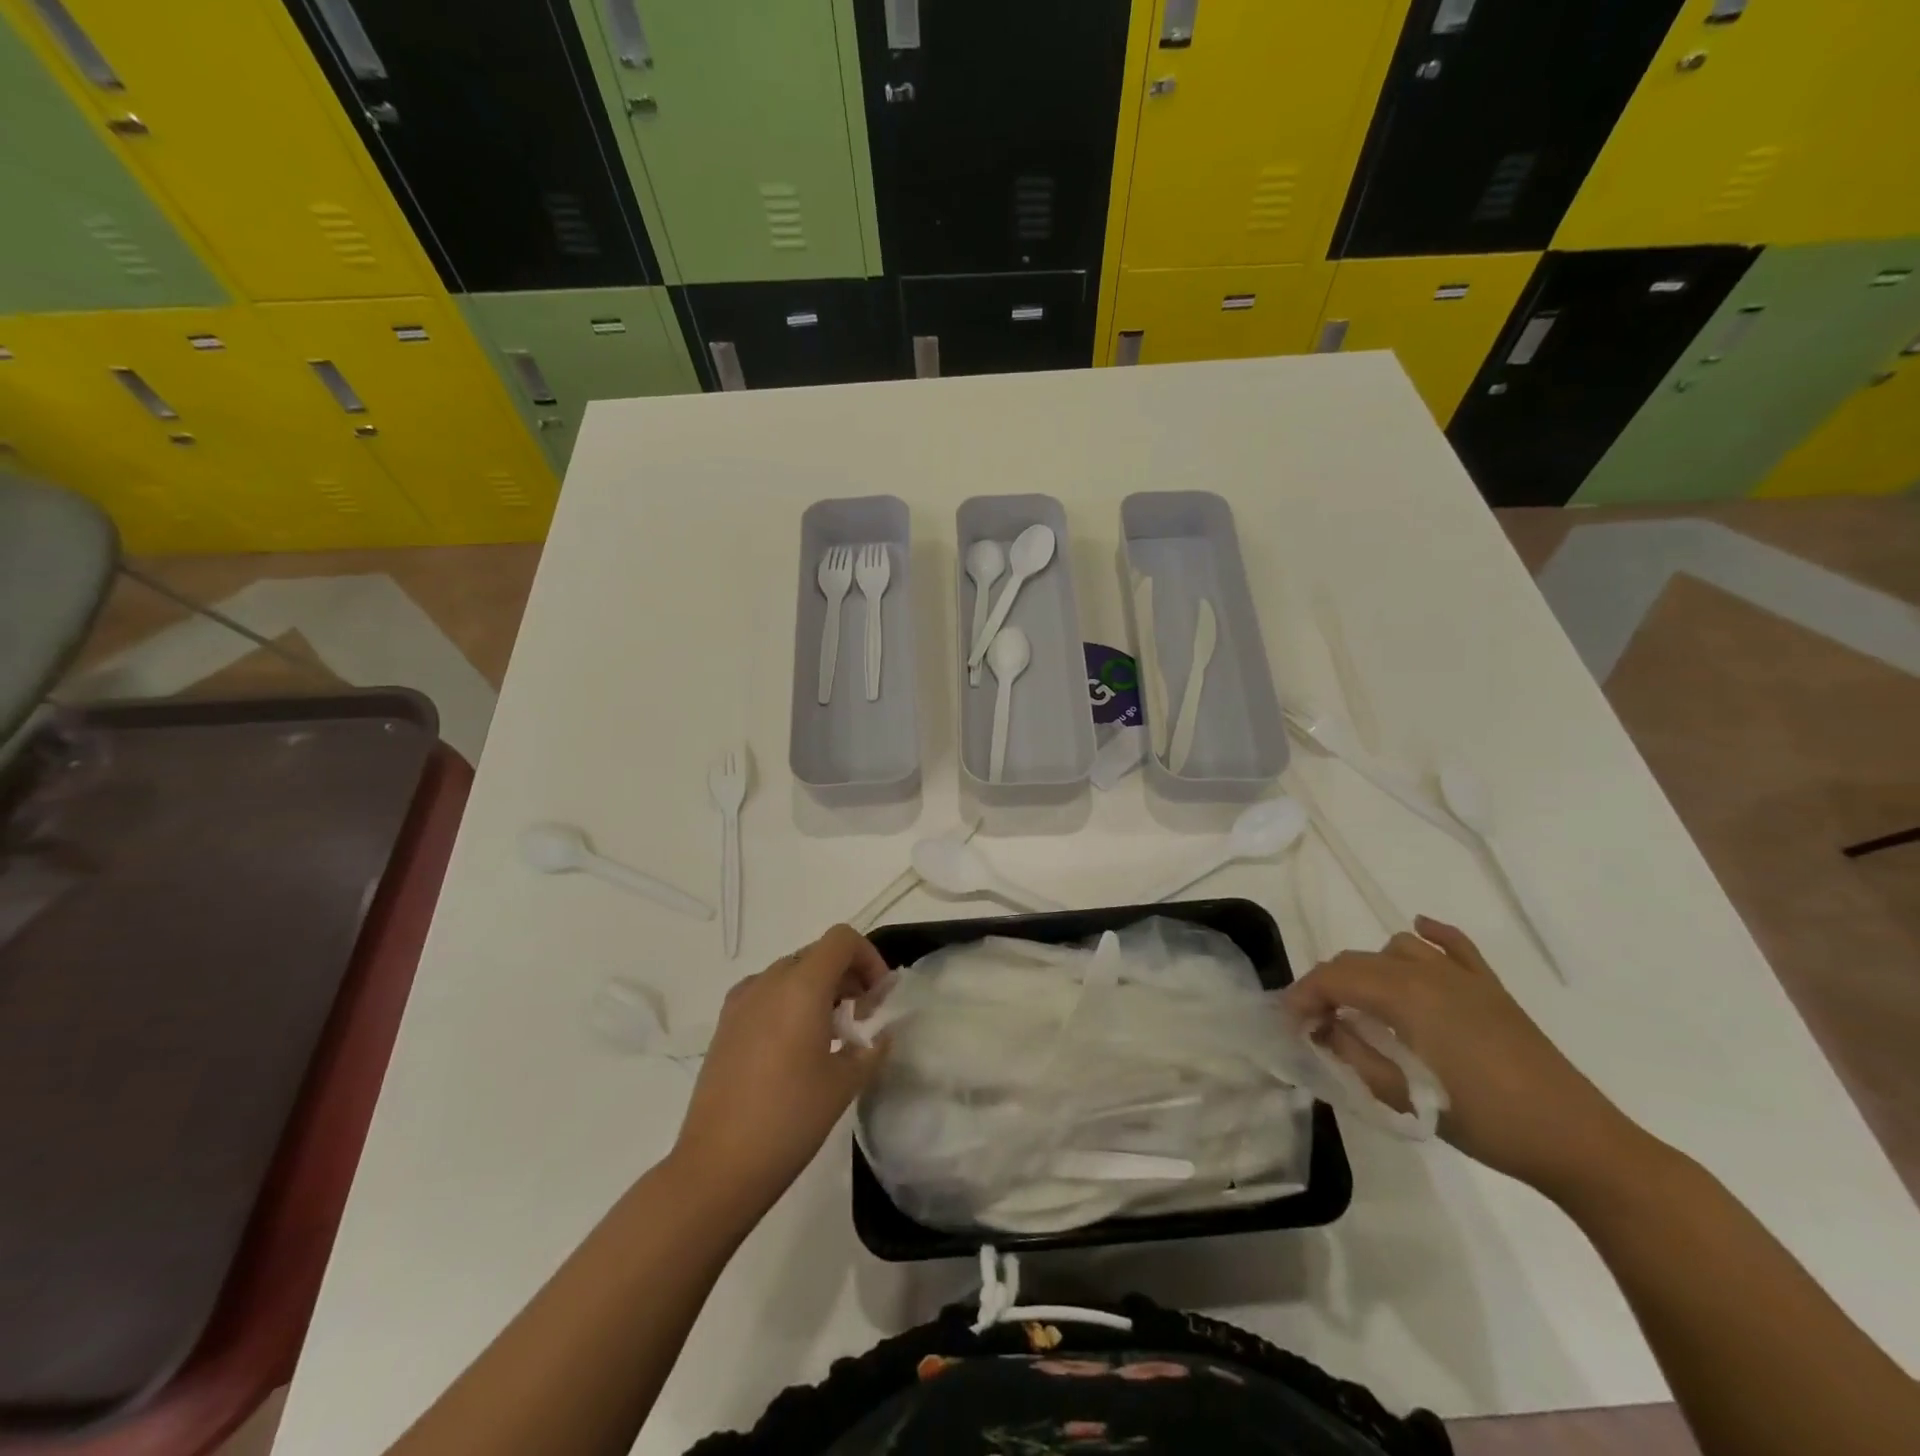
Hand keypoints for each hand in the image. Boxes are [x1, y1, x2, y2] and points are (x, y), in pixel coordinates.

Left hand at [671, 925, 889, 1219]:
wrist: (717, 1167)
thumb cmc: (789, 1120)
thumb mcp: (844, 1083)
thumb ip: (870, 1048)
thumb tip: (880, 1033)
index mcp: (801, 986)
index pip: (842, 939)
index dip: (869, 958)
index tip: (878, 998)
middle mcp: (768, 981)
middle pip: (817, 954)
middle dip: (847, 975)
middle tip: (863, 1017)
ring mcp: (741, 1001)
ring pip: (791, 973)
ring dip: (819, 989)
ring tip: (833, 1034)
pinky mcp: (725, 1025)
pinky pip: (766, 994)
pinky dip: (790, 1003)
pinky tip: (796, 1047)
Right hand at [1284, 916, 1652, 1202]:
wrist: (1576, 1142)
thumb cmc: (1483, 1123)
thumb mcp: (1403, 1096)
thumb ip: (1352, 1055)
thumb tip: (1322, 1029)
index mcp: (1404, 996)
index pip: (1333, 979)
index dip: (1302, 997)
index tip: (1289, 1024)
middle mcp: (1428, 972)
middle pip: (1357, 961)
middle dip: (1327, 985)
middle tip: (1316, 1023)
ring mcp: (1463, 976)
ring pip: (1395, 948)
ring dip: (1368, 969)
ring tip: (1362, 1003)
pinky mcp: (1491, 988)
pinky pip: (1453, 944)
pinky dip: (1429, 935)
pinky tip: (1418, 933)